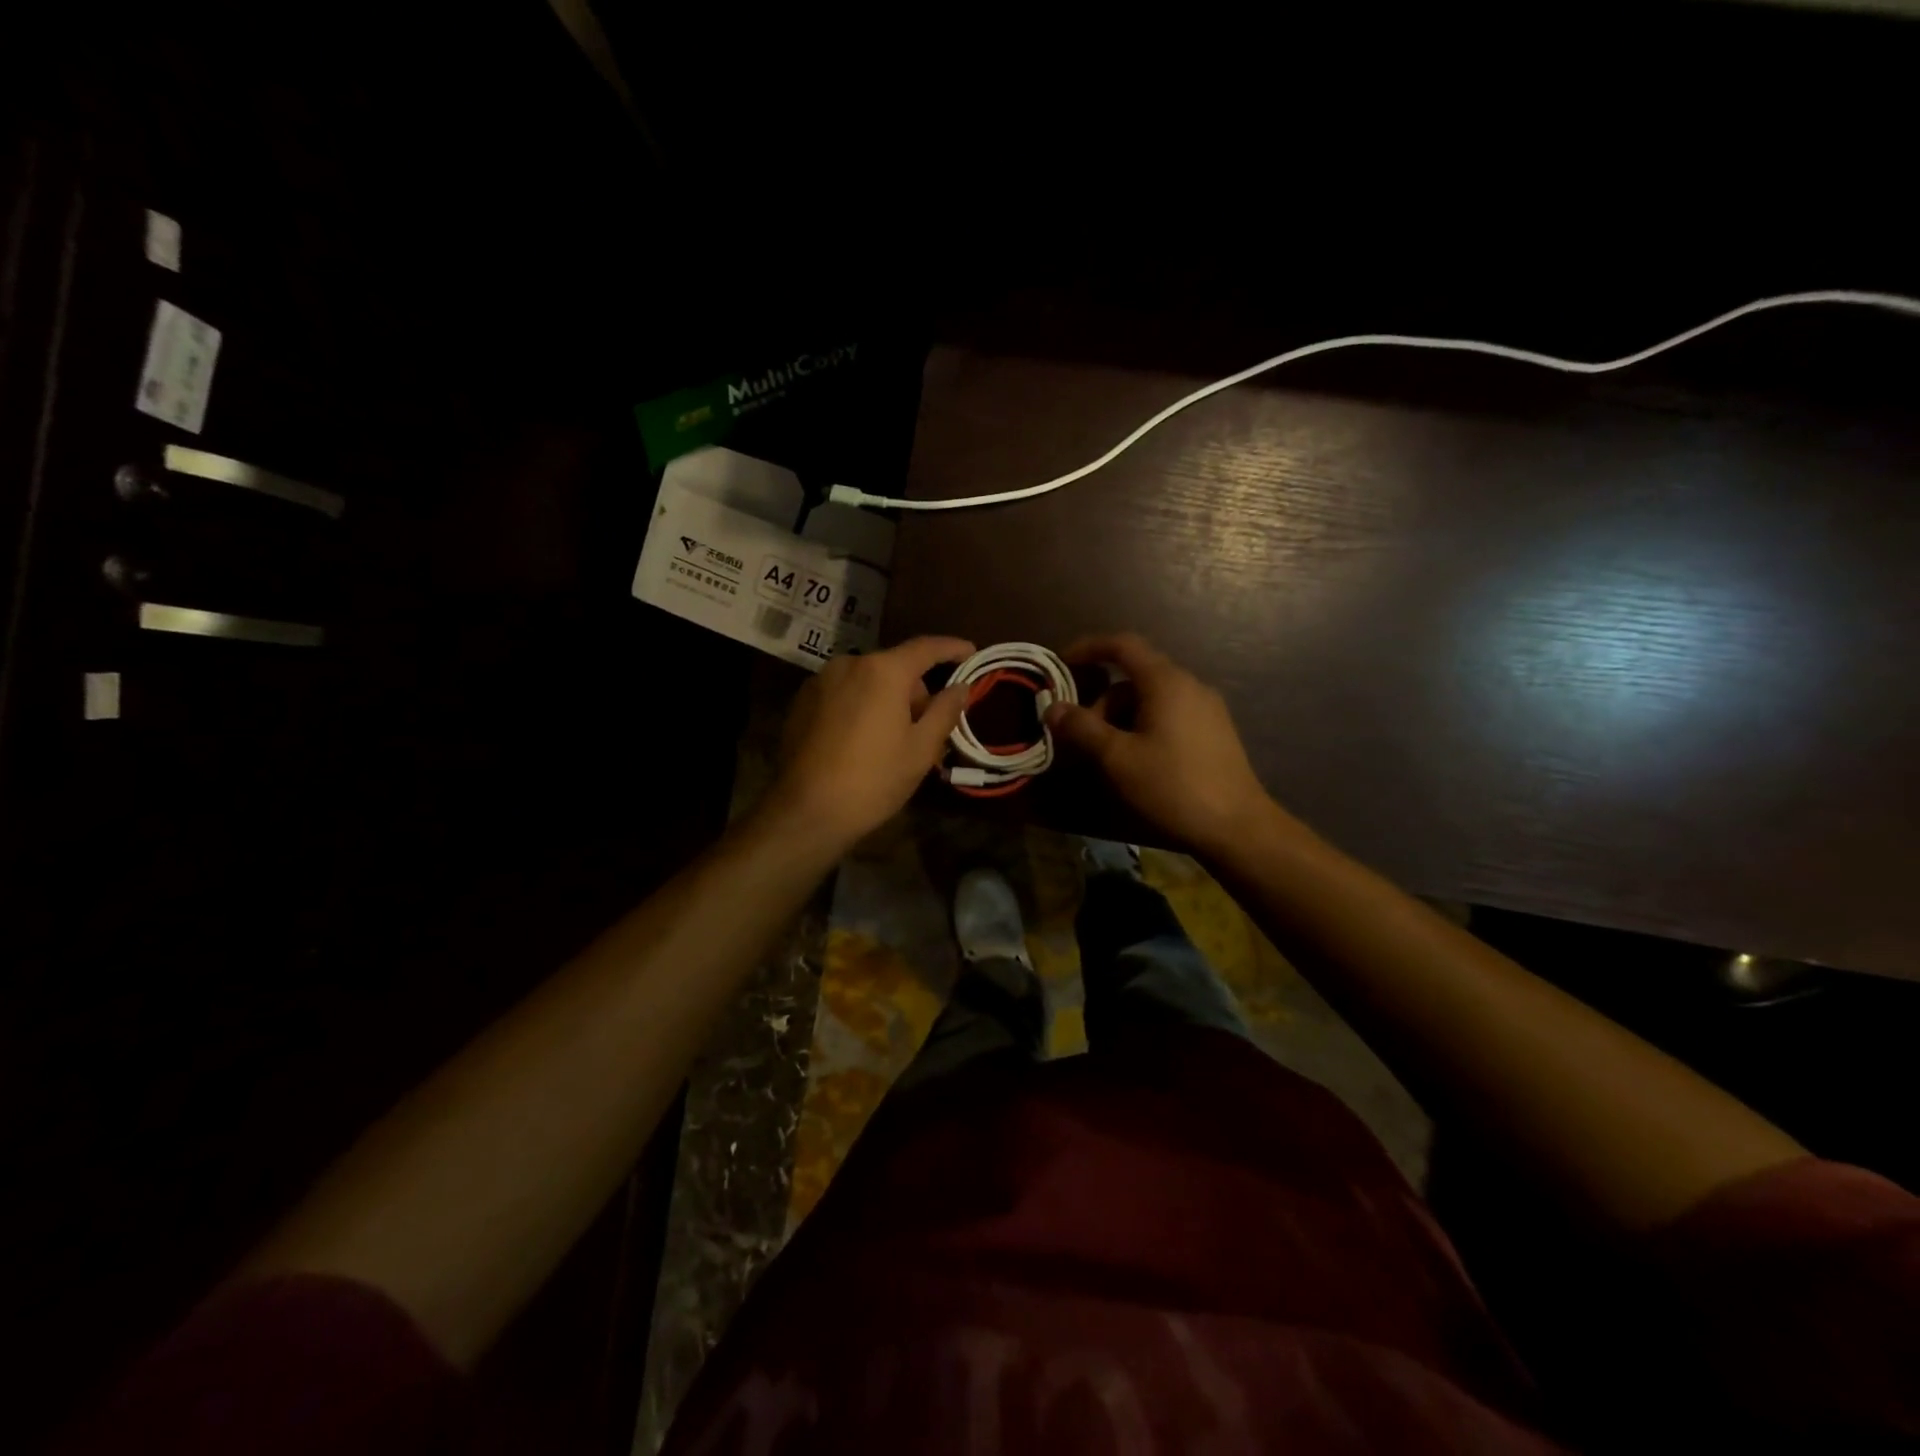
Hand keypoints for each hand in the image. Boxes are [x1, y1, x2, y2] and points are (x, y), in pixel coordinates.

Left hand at [761, 636, 974, 854]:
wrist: (807, 811)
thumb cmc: (874, 779)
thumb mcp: (921, 749)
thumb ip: (945, 710)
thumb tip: (961, 687)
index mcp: (883, 671)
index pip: (926, 648)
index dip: (952, 648)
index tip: (970, 652)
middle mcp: (849, 664)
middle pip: (895, 667)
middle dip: (916, 692)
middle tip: (928, 729)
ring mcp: (820, 681)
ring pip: (868, 681)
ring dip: (887, 700)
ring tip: (893, 741)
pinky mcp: (801, 702)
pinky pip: (844, 694)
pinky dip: (860, 707)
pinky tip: (861, 743)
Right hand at [1045, 633, 1285, 856]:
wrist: (1237, 827)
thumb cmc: (1172, 786)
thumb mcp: (1117, 758)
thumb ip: (1081, 728)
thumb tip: (1051, 707)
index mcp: (1166, 682)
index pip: (1123, 645)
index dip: (1089, 648)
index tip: (1062, 663)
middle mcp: (1190, 685)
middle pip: (1134, 678)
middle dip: (1101, 702)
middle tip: (1082, 738)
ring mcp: (1206, 709)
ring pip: (1151, 700)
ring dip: (1121, 719)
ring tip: (1107, 757)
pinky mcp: (1214, 732)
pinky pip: (1169, 715)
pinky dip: (1143, 727)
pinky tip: (1137, 762)